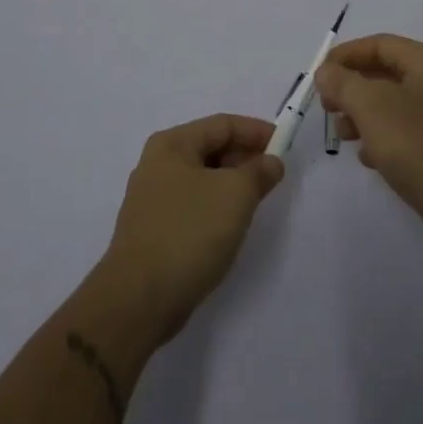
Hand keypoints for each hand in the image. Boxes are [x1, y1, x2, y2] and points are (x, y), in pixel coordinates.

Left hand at [98, 114, 284, 343]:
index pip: (222, 124)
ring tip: (258, 200)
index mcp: (172, 144)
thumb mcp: (235, 195)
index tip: (284, 146)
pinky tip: (230, 225)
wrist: (138, 299)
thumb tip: (270, 162)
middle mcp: (157, 164)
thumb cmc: (189, 233)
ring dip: (232, 184)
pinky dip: (216, 206)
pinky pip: (193, 204)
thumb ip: (258, 172)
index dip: (256, 131)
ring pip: (202, 178)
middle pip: (211, 148)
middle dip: (245, 158)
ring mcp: (152, 198)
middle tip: (274, 175)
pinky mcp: (153, 229)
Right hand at [315, 34, 422, 257]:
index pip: (379, 44)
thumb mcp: (371, 107)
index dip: (345, 55)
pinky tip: (367, 157)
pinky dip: (381, 137)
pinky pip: (404, 131)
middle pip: (384, 73)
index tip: (318, 75)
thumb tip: (326, 72)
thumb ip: (343, 83)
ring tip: (343, 135)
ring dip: (362, 114)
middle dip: (351, 87)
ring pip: (391, 104)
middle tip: (327, 107)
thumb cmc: (419, 146)